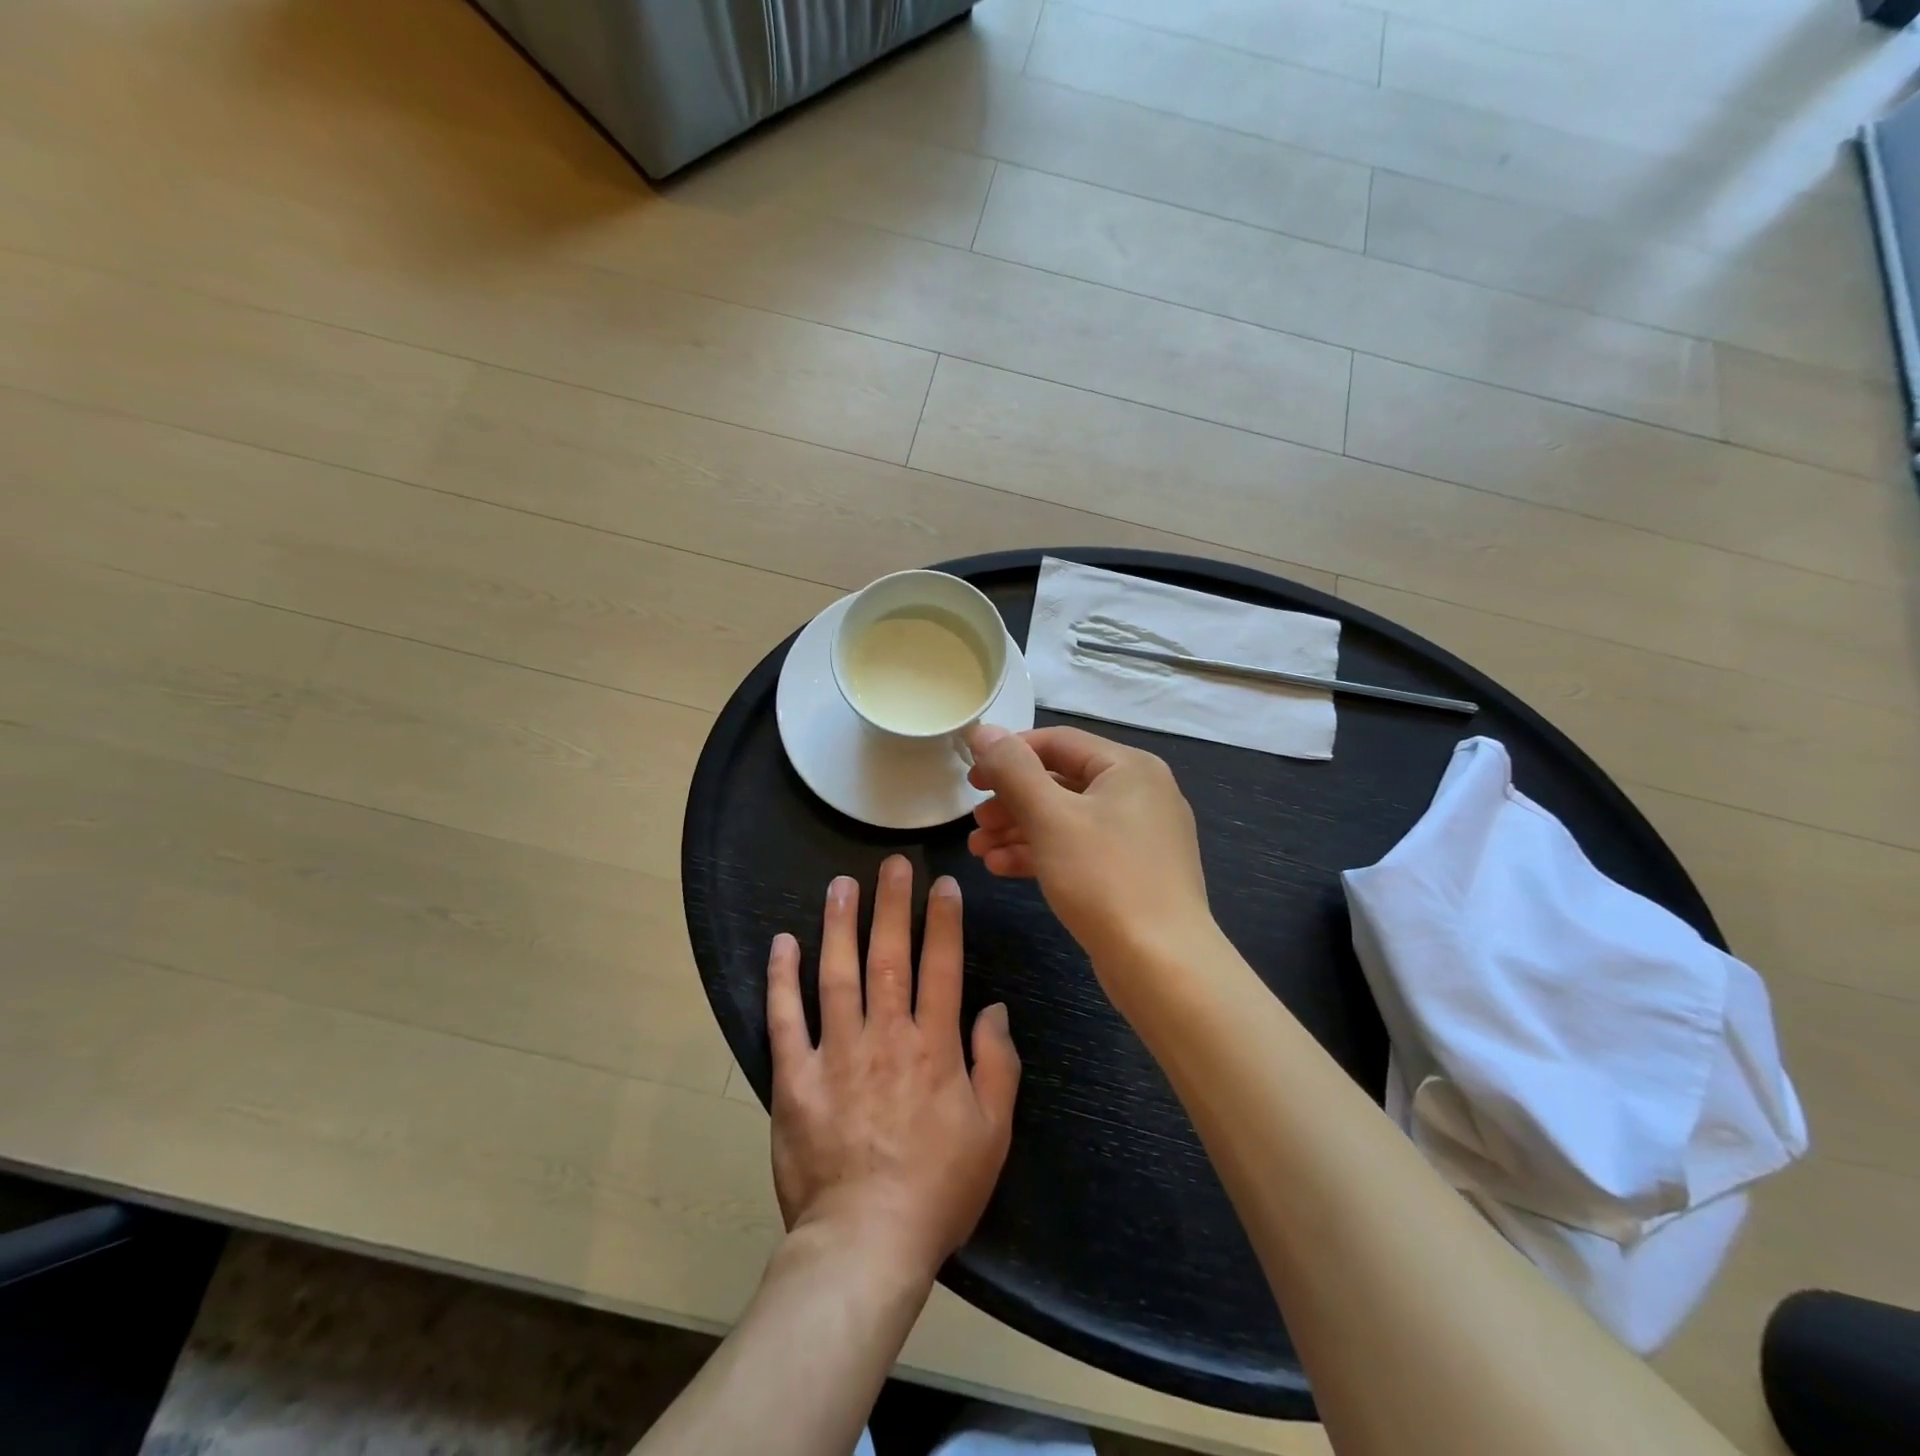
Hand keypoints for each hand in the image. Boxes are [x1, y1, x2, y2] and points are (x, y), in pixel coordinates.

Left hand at [767, 856, 1020, 1287]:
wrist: (866, 1243)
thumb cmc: (938, 1189)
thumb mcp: (992, 1132)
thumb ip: (997, 1065)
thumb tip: (994, 1009)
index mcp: (934, 1047)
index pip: (942, 967)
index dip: (944, 921)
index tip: (942, 884)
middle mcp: (886, 1036)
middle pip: (889, 957)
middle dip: (893, 906)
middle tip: (892, 863)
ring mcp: (836, 1053)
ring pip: (837, 974)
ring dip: (840, 925)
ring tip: (841, 885)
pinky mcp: (795, 1078)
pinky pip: (786, 1019)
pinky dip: (783, 979)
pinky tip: (783, 942)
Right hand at [965, 725, 1212, 968]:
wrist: (1163, 966)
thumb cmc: (1105, 879)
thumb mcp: (1051, 817)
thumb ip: (1013, 770)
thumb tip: (983, 730)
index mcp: (1129, 767)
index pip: (1058, 742)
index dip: (1009, 754)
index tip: (971, 777)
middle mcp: (1139, 793)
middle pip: (1061, 781)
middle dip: (1011, 800)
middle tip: (974, 820)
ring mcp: (1138, 836)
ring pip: (1067, 819)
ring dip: (1019, 830)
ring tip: (978, 849)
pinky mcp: (1132, 873)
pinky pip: (1079, 850)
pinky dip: (1042, 854)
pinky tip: (1001, 868)